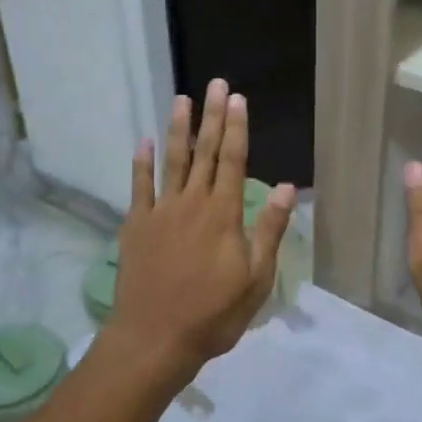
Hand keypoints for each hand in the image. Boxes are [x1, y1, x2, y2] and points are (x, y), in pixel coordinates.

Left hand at [109, 79, 295, 374]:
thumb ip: (268, 230)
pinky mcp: (136, 225)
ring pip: (173, 161)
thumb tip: (285, 187)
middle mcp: (192, 203)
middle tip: (216, 84)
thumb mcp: (255, 279)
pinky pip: (140, 186)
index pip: (233, 161)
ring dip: (179, 128)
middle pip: (205, 152)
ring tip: (182, 99)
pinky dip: (142, 162)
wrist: (155, 337)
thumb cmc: (213, 314)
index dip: (237, 129)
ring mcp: (161, 212)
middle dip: (213, 117)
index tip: (238, 99)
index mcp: (223, 215)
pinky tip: (145, 141)